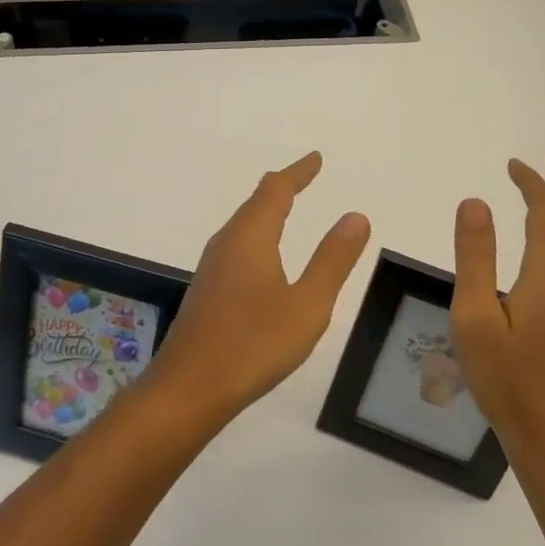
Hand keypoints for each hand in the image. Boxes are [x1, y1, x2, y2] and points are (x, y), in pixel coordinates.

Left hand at [144, 152, 370, 425]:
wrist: (189, 387)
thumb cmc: (253, 344)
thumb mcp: (307, 305)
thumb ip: (332, 260)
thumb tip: (355, 216)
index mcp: (251, 236)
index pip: (276, 190)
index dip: (298, 172)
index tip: (316, 158)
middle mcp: (227, 241)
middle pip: (256, 202)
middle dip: (283, 187)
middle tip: (305, 177)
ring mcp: (213, 265)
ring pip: (244, 224)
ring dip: (267, 210)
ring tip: (287, 207)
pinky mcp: (208, 288)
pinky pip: (237, 244)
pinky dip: (258, 233)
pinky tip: (263, 256)